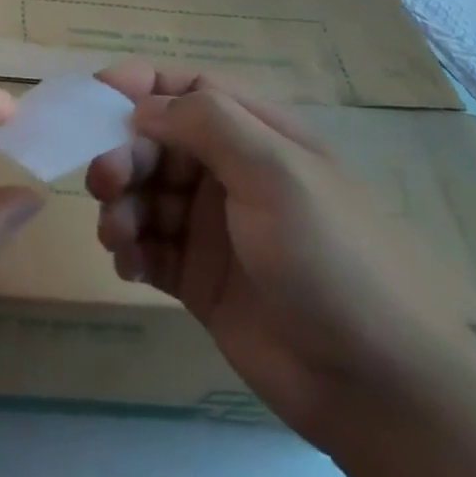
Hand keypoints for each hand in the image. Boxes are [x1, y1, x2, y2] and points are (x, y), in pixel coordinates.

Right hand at [86, 64, 475, 446]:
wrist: (381, 390)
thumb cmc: (331, 259)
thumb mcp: (275, 171)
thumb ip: (206, 123)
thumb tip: (141, 105)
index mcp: (256, 135)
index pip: (187, 89)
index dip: (139, 86)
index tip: (93, 99)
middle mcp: (230, 172)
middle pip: (154, 141)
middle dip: (122, 153)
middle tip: (104, 181)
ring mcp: (213, 227)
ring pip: (143, 194)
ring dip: (119, 204)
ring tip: (118, 235)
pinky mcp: (198, 278)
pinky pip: (146, 246)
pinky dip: (128, 247)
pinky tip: (128, 264)